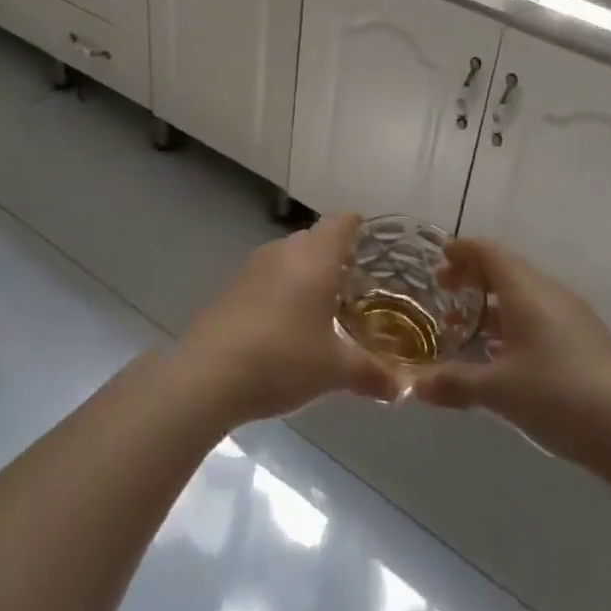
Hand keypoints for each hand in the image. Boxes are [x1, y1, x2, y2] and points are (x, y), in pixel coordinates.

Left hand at [177, 214, 399, 424]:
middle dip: (334, 256)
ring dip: (305, 273)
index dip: (358, 227)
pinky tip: (286, 323)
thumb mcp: (335, 370)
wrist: (209, 373)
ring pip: (289, 256)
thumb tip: (401, 388)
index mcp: (316, 257)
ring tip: (322, 306)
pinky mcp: (232, 286)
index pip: (341, 223)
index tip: (372, 242)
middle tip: (354, 284)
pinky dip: (281, 289)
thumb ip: (371, 374)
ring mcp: (254, 266)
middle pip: (315, 238)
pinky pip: (267, 276)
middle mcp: (285, 250)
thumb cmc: (283, 359)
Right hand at [412, 239, 610, 469]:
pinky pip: (542, 313)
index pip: (488, 252)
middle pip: (506, 268)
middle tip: (446, 292)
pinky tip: (506, 352)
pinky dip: (516, 319)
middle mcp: (549, 292)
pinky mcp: (587, 338)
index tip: (440, 260)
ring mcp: (572, 314)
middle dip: (474, 276)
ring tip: (470, 325)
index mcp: (525, 290)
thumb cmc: (557, 396)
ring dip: (495, 300)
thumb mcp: (498, 391)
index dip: (462, 251)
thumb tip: (414, 386)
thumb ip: (454, 383)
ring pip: (525, 292)